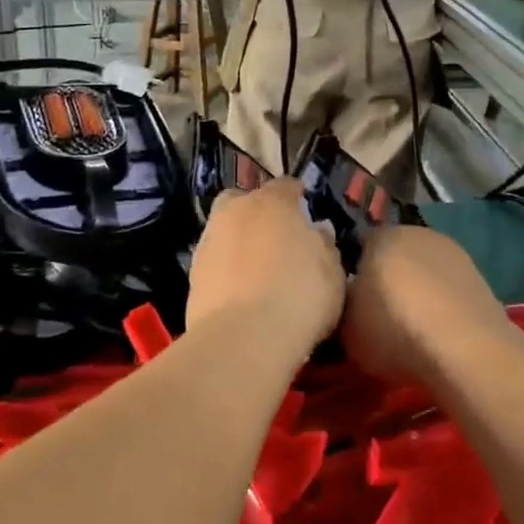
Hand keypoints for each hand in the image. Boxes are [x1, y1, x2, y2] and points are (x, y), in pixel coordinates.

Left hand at [186, 180, 344, 345]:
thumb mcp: (332, 271)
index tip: (304, 208)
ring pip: (224, 231)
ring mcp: (209, 242)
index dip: (296, 195)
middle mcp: (235, 212)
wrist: (244, 338)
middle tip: (274, 236)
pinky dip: (226, 270)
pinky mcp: (192, 275)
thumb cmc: (300, 295)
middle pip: (242, 200)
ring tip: (257, 270)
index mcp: (272, 202)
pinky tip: (240, 292)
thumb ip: (324, 245)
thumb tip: (317, 231)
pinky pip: (215, 262)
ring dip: (237, 242)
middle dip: (255, 211)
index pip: (285, 186)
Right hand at [343, 227, 508, 382]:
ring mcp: (453, 253)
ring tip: (412, 330)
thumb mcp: (346, 326)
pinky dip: (442, 305)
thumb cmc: (394, 329)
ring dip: (418, 292)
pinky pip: (448, 289)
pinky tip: (439, 334)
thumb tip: (348, 302)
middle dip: (387, 280)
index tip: (351, 304)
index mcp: (381, 236)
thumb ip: (343, 306)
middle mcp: (417, 233)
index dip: (352, 276)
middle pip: (394, 256)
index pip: (358, 248)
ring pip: (424, 271)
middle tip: (379, 317)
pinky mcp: (479, 277)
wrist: (465, 348)